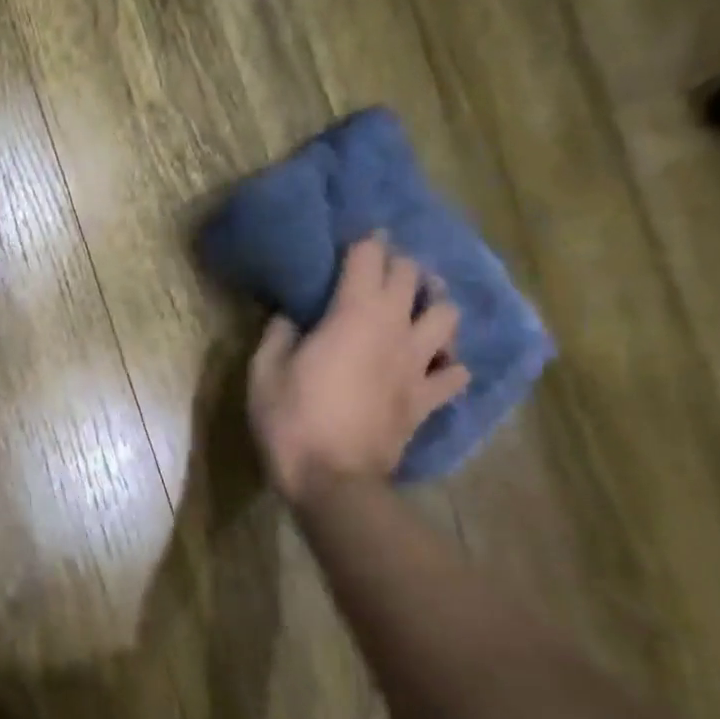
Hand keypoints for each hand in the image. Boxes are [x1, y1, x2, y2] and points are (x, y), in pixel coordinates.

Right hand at [248, 237, 469, 505]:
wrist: (332, 482)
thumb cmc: (291, 421)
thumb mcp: (264, 372)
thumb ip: (279, 334)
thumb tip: (292, 316)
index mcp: (353, 314)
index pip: (369, 257)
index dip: (364, 240)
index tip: (355, 236)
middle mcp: (395, 329)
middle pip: (413, 276)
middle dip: (398, 263)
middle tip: (380, 267)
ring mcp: (418, 365)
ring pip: (448, 316)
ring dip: (435, 302)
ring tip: (419, 305)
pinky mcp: (427, 400)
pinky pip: (455, 373)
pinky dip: (449, 363)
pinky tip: (435, 363)